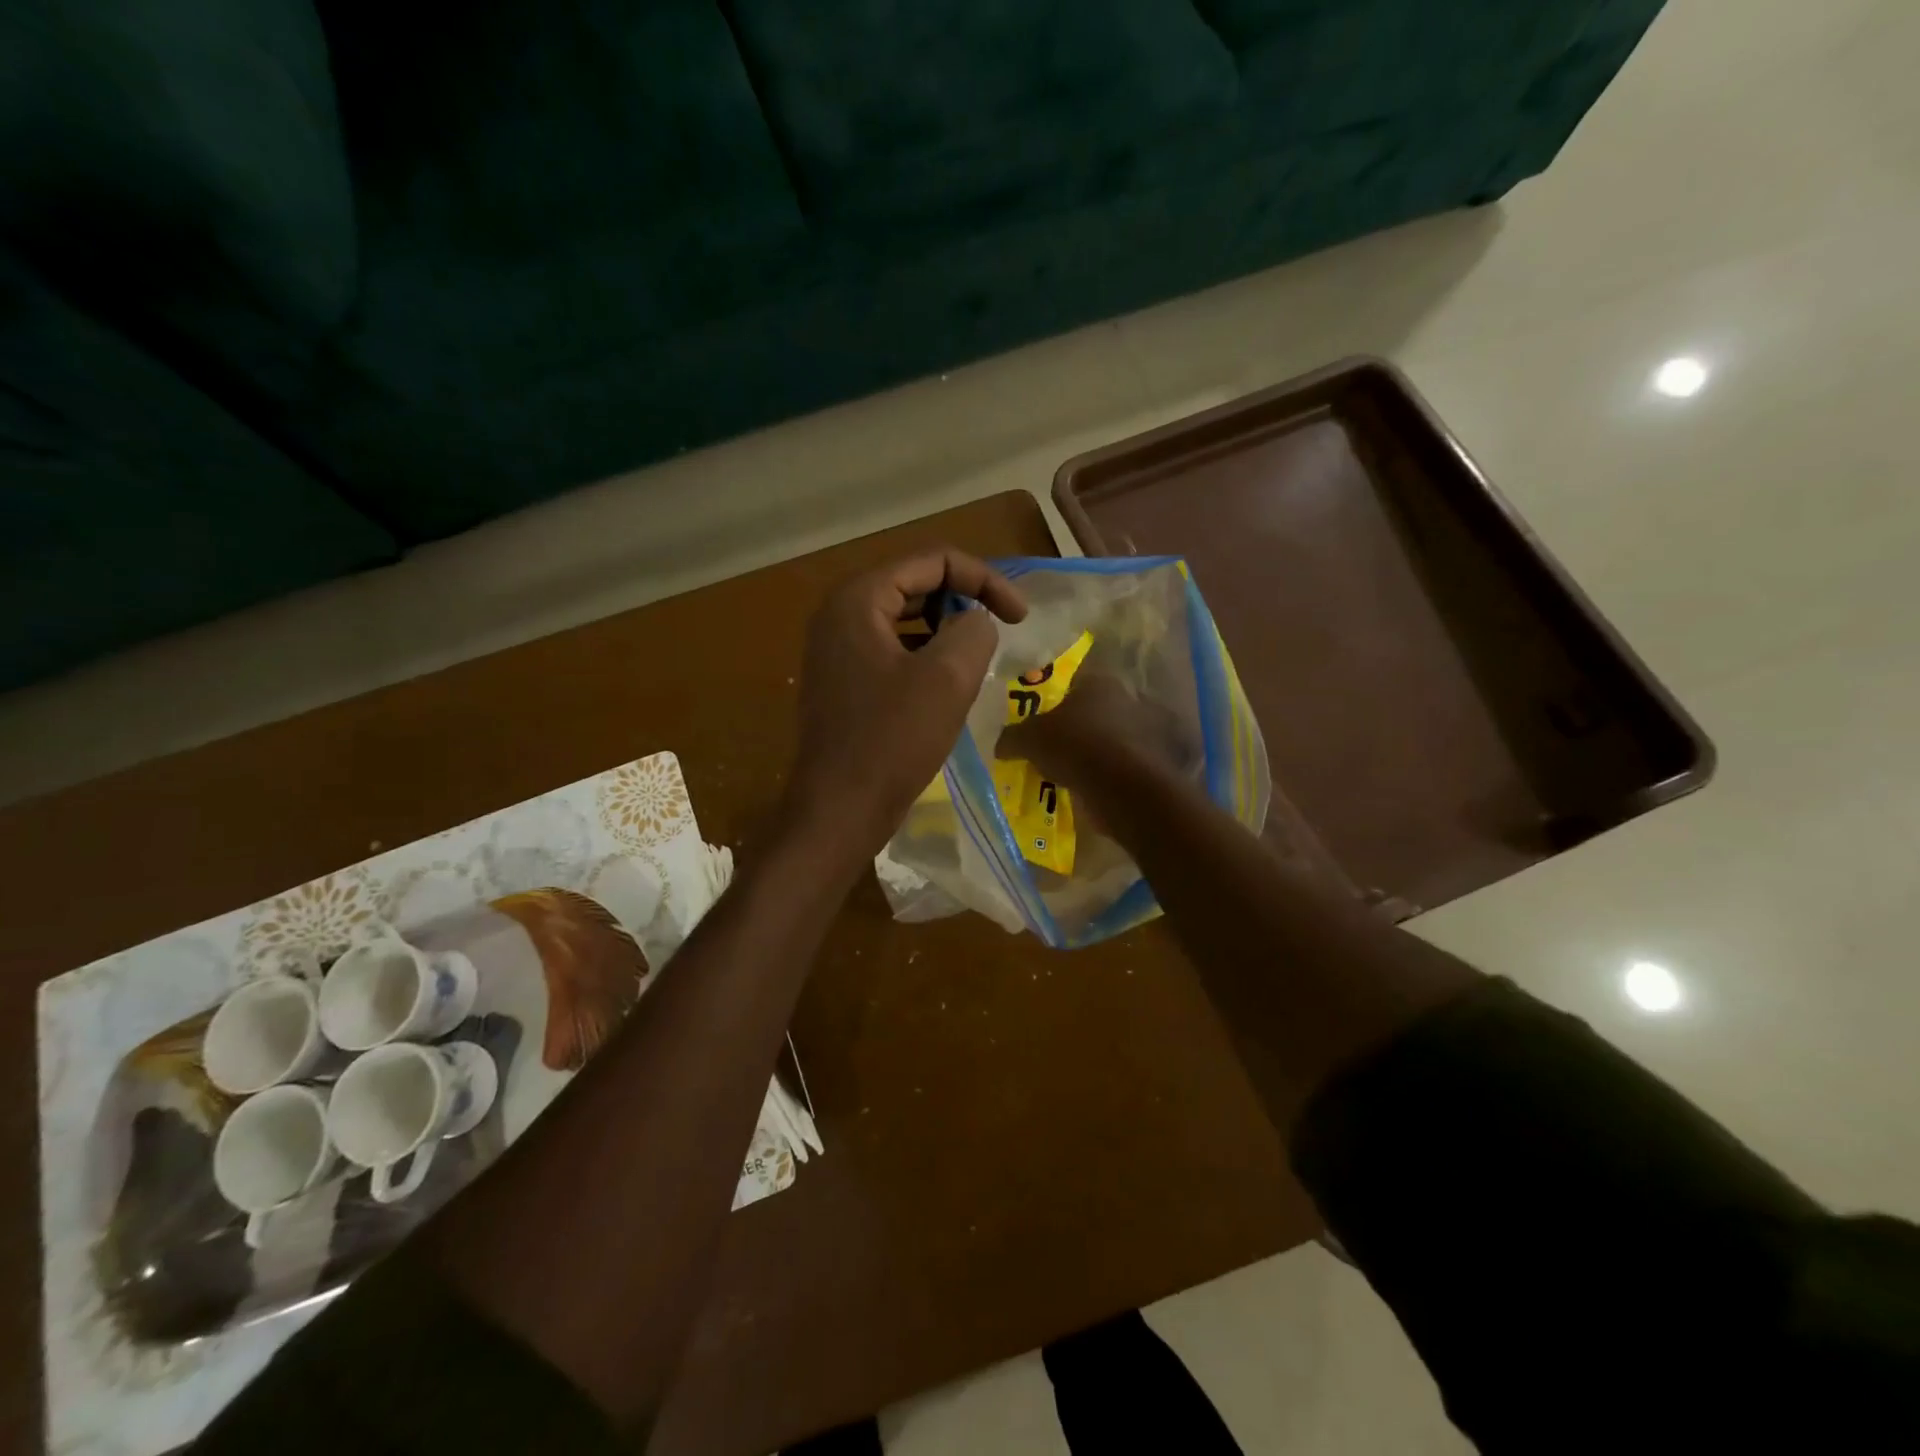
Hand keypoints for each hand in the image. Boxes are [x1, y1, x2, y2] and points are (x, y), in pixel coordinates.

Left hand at [785, 549, 1026, 857]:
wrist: (839, 810)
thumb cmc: (892, 740)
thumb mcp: (948, 677)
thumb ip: (973, 629)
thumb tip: (974, 621)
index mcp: (859, 599)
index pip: (932, 560)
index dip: (984, 579)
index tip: (1021, 617)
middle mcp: (840, 615)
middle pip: (915, 585)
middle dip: (964, 601)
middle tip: (1001, 633)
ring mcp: (837, 650)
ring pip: (905, 620)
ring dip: (946, 631)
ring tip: (976, 660)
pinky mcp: (843, 682)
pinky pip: (892, 651)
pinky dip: (925, 657)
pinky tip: (947, 686)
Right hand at [999, 671, 1199, 796]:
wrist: (1122, 786)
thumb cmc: (1074, 746)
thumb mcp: (1029, 739)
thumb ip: (1012, 737)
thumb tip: (1000, 744)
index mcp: (1098, 682)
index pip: (1071, 685)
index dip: (1052, 703)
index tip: (1038, 724)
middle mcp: (1126, 699)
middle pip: (1092, 712)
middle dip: (1074, 729)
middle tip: (1051, 750)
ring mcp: (1145, 731)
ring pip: (1109, 739)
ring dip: (1093, 753)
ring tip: (1069, 774)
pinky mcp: (1154, 761)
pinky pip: (1121, 765)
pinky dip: (1108, 774)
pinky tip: (1090, 788)